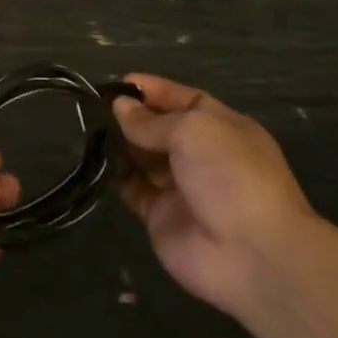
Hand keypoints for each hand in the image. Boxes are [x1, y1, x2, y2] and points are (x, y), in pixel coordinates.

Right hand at [113, 74, 316, 319]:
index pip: (183, 100)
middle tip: (93, 106)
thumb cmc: (230, 175)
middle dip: (131, 116)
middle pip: (160, 129)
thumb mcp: (193, 131)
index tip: (118, 83)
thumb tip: (119, 107)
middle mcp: (202, 155)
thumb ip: (152, 121)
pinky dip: (115, 175)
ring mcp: (181, 187)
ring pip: (143, 158)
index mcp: (223, 127)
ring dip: (119, 144)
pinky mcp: (160, 216)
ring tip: (87, 128)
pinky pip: (133, 188)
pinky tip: (94, 160)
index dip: (153, 90)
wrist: (251, 254)